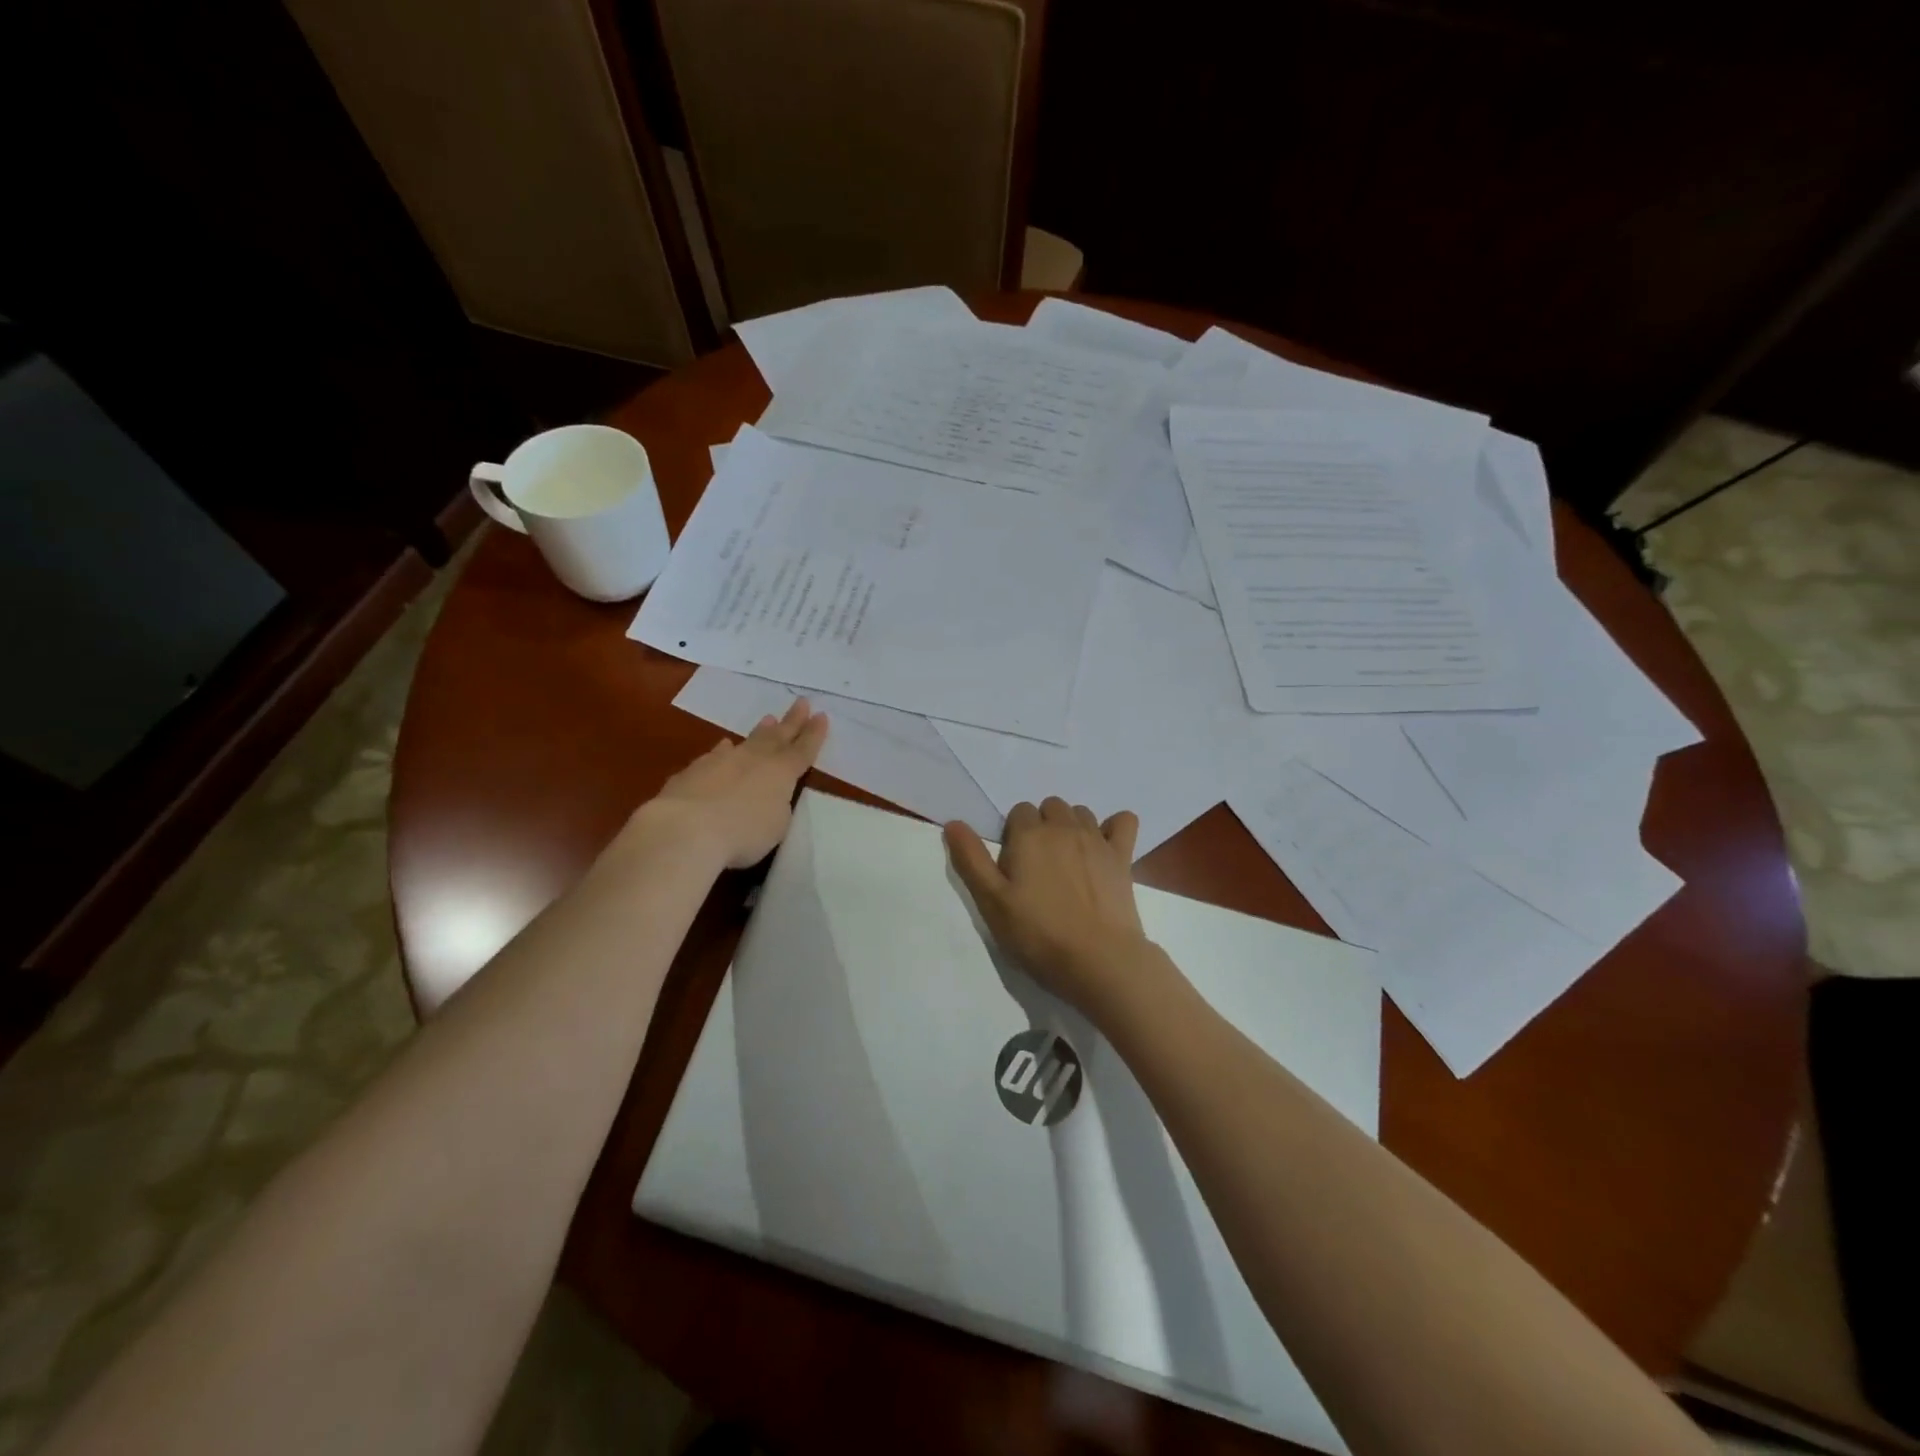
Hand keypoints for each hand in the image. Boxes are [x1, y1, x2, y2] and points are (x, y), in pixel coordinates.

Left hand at [641, 699, 828, 868]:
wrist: (686, 828)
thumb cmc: (743, 833)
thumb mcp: (776, 826)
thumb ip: (776, 806)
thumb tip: (766, 794)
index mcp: (781, 773)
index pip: (803, 750)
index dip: (814, 734)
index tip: (821, 715)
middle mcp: (754, 760)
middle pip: (777, 736)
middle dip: (792, 721)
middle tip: (801, 702)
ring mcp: (722, 762)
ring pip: (747, 741)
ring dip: (760, 731)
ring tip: (768, 719)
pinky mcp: (694, 771)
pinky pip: (716, 755)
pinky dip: (724, 751)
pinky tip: (724, 747)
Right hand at [945, 797, 1150, 1012]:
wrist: (1099, 960)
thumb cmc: (1038, 934)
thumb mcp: (992, 902)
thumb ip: (971, 860)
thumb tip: (953, 823)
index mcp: (1029, 835)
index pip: (1018, 812)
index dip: (1014, 836)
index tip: (1015, 868)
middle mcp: (1064, 827)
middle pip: (1050, 807)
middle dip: (1042, 826)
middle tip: (1038, 866)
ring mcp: (1097, 839)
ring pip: (1081, 813)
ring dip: (1071, 826)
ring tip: (1067, 861)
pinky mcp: (1123, 856)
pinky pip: (1124, 821)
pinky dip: (1115, 826)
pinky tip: (1106, 846)